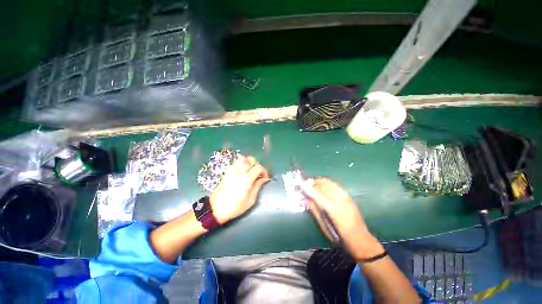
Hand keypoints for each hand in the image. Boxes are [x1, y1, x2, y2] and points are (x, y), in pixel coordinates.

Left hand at [209, 155, 269, 223]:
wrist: (215, 208)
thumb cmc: (235, 207)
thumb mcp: (250, 200)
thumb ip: (258, 186)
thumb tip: (264, 179)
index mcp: (246, 179)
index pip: (258, 167)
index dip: (264, 171)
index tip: (264, 178)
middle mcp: (239, 171)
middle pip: (251, 159)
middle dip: (257, 165)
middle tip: (258, 173)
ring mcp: (232, 170)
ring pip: (243, 158)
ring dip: (249, 162)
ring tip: (250, 171)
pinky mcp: (227, 171)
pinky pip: (236, 162)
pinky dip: (242, 163)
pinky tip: (243, 171)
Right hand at [301, 178, 383, 260]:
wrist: (361, 239)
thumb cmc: (340, 237)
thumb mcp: (324, 227)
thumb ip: (314, 211)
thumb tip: (305, 199)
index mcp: (332, 209)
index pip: (316, 193)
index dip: (306, 186)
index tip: (298, 182)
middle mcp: (339, 198)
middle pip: (322, 183)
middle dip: (312, 183)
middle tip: (305, 187)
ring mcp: (345, 195)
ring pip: (328, 181)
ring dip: (318, 182)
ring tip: (313, 187)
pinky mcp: (348, 195)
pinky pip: (333, 184)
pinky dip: (325, 184)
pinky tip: (322, 189)